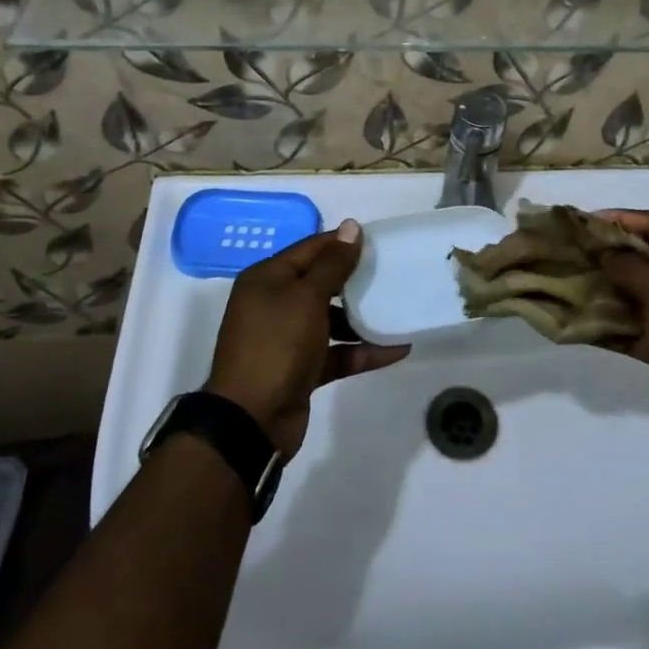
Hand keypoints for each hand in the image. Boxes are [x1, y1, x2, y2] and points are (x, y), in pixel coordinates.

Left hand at [205, 220, 408, 457]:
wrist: (250, 422)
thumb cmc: (276, 345)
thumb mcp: (306, 298)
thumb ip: (332, 264)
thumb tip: (351, 226)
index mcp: (267, 279)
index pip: (310, 248)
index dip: (342, 242)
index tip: (378, 241)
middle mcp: (274, 303)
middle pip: (321, 282)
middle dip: (355, 279)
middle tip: (391, 272)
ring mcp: (287, 338)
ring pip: (330, 319)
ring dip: (361, 317)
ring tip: (397, 309)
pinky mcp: (301, 369)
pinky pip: (336, 352)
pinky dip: (361, 351)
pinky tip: (396, 349)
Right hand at [600, 209, 648, 450]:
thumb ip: (631, 269)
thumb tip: (606, 254)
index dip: (625, 219)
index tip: (589, 221)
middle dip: (614, 253)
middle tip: (578, 249)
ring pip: (641, 291)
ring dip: (610, 287)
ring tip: (576, 278)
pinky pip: (638, 324)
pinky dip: (614, 322)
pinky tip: (583, 318)